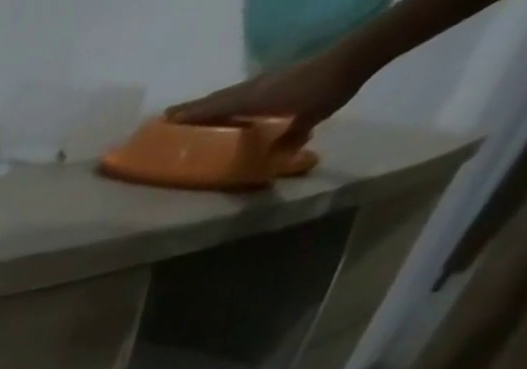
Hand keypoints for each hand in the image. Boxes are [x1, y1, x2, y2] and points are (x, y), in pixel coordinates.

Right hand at [166, 52, 365, 143]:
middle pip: (218, 98)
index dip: (191, 114)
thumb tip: (279, 154)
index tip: (167, 119)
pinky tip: (230, 108)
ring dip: (210, 103)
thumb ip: (290, 137)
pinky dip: (231, 100)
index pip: (216, 107)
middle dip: (193, 107)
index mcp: (255, 98)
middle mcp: (256, 87)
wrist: (359, 54)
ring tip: (194, 112)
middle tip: (170, 115)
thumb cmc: (326, 88)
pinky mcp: (281, 79)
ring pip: (230, 94)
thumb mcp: (307, 118)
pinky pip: (246, 93)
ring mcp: (269, 80)